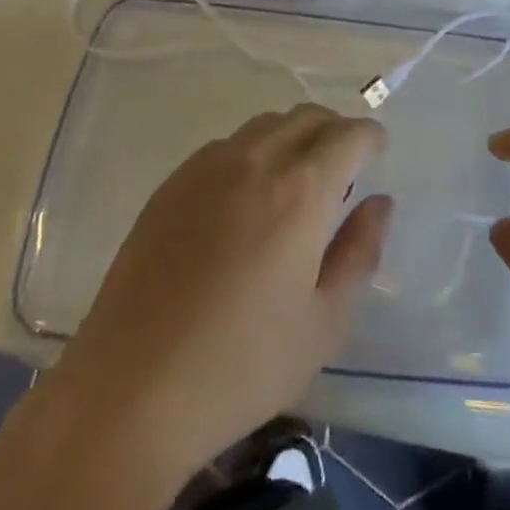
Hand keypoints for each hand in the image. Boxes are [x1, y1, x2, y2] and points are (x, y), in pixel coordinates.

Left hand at [0, 105, 391, 509]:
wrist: (130, 392)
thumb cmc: (241, 366)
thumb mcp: (324, 323)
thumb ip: (360, 253)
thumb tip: (379, 203)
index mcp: (300, 191)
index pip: (348, 136)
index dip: (370, 137)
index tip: (379, 150)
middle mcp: (255, 161)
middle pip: (306, 117)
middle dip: (335, 130)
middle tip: (345, 165)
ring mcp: (206, 168)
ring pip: (265, 125)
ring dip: (293, 137)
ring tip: (296, 179)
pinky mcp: (170, 185)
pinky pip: (225, 146)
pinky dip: (252, 152)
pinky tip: (245, 197)